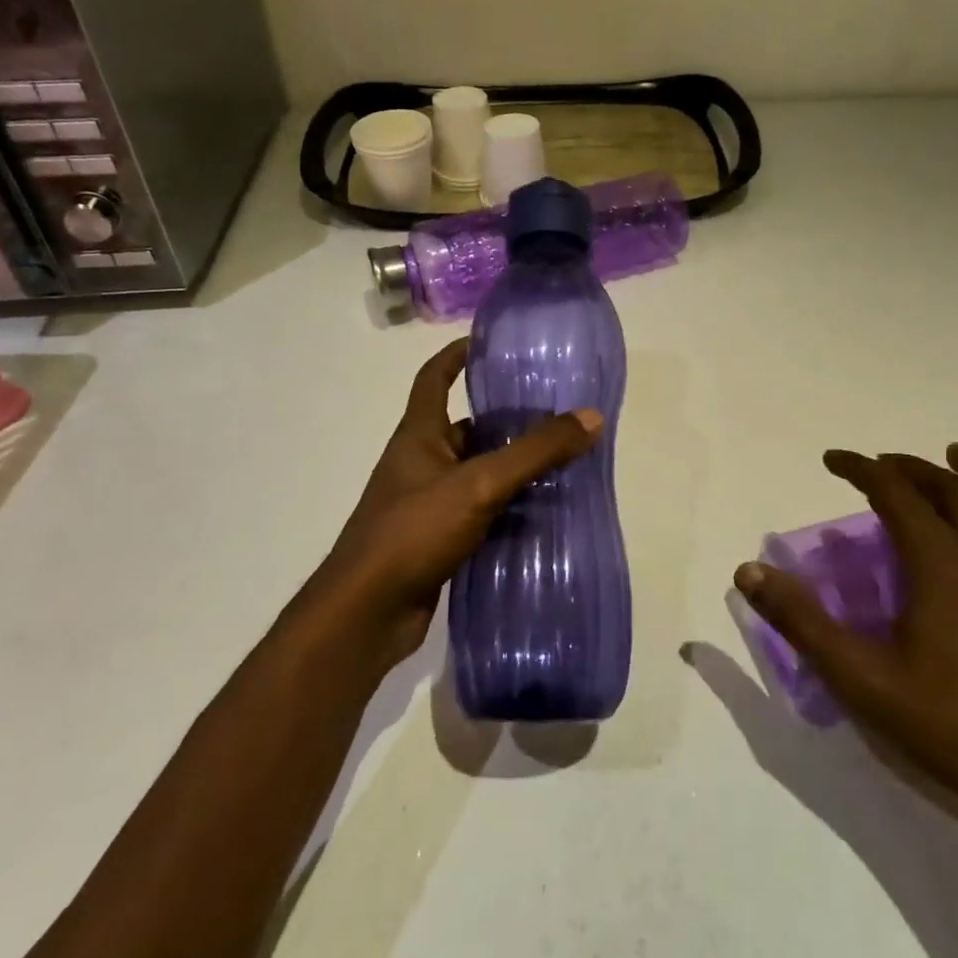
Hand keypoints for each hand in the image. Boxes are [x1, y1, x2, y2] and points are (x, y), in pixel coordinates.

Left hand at [298, 339, 600, 674]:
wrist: (367, 613)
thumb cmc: (414, 532)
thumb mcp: (479, 484)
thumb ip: (534, 452)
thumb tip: (590, 417)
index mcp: (419, 436)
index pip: (433, 379)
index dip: (456, 356)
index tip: (488, 344)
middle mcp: (420, 464)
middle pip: (464, 429)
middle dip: (504, 421)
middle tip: (553, 417)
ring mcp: (426, 505)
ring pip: (475, 474)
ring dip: (510, 469)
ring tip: (560, 465)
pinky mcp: (436, 541)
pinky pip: (477, 513)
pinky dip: (505, 509)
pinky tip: (540, 516)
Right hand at [735, 443, 957, 837]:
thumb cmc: (947, 722)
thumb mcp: (858, 676)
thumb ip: (801, 620)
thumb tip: (748, 571)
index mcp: (940, 560)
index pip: (894, 491)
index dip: (860, 468)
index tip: (832, 460)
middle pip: (948, 488)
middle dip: (909, 468)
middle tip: (878, 465)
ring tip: (956, 455)